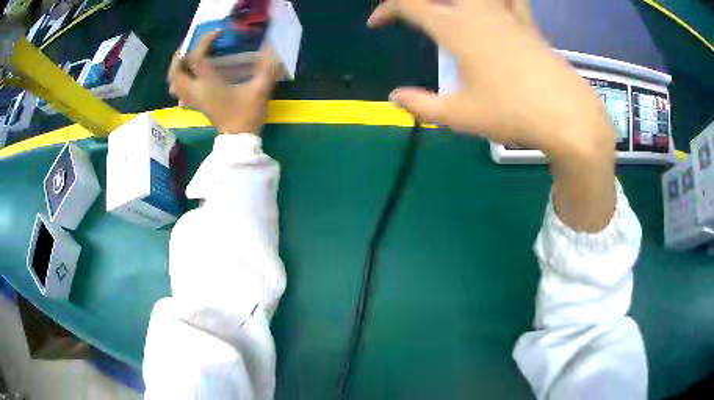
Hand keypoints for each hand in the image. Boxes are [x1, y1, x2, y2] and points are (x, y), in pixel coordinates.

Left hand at [168, 30, 278, 134]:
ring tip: (186, 60)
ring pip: (174, 84)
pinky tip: (189, 78)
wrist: (239, 140)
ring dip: (176, 70)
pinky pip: (179, 94)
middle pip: (175, 73)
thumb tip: (271, 48)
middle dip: (179, 57)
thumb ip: (266, 68)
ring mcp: (194, 100)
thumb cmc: (247, 114)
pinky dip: (180, 83)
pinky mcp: (197, 106)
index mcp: (208, 84)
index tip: (218, 33)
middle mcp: (196, 91)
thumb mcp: (260, 90)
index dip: (204, 41)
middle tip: (190, 46)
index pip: (196, 58)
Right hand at [368, 0, 616, 231]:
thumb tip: (394, 97)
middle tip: (411, 12)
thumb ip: (421, 105)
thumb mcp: (459, 116)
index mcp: (456, 29)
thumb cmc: (511, 113)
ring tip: (451, 9)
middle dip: (418, 0)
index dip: (386, 10)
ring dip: (457, 0)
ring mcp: (507, 15)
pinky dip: (501, 0)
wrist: (566, 116)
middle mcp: (479, 12)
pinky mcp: (529, 25)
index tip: (376, 25)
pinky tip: (495, 8)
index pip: (408, 4)